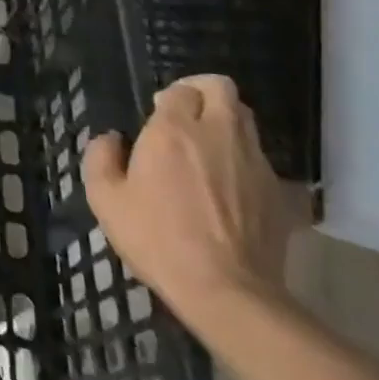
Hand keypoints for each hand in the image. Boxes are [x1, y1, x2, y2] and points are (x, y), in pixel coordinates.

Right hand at [82, 74, 292, 330]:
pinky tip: (228, 190)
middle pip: (221, 88)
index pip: (180, 90)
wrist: (226, 291)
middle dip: (203, 93)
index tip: (156, 117)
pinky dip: (244, 162)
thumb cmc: (157, 238)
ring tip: (207, 151)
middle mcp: (218, 134)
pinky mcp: (279, 192)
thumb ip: (100, 158)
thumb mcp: (105, 199)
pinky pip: (260, 160)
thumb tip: (110, 138)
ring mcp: (254, 162)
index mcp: (173, 130)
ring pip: (246, 120)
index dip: (168, 98)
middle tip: (185, 118)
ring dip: (225, 124)